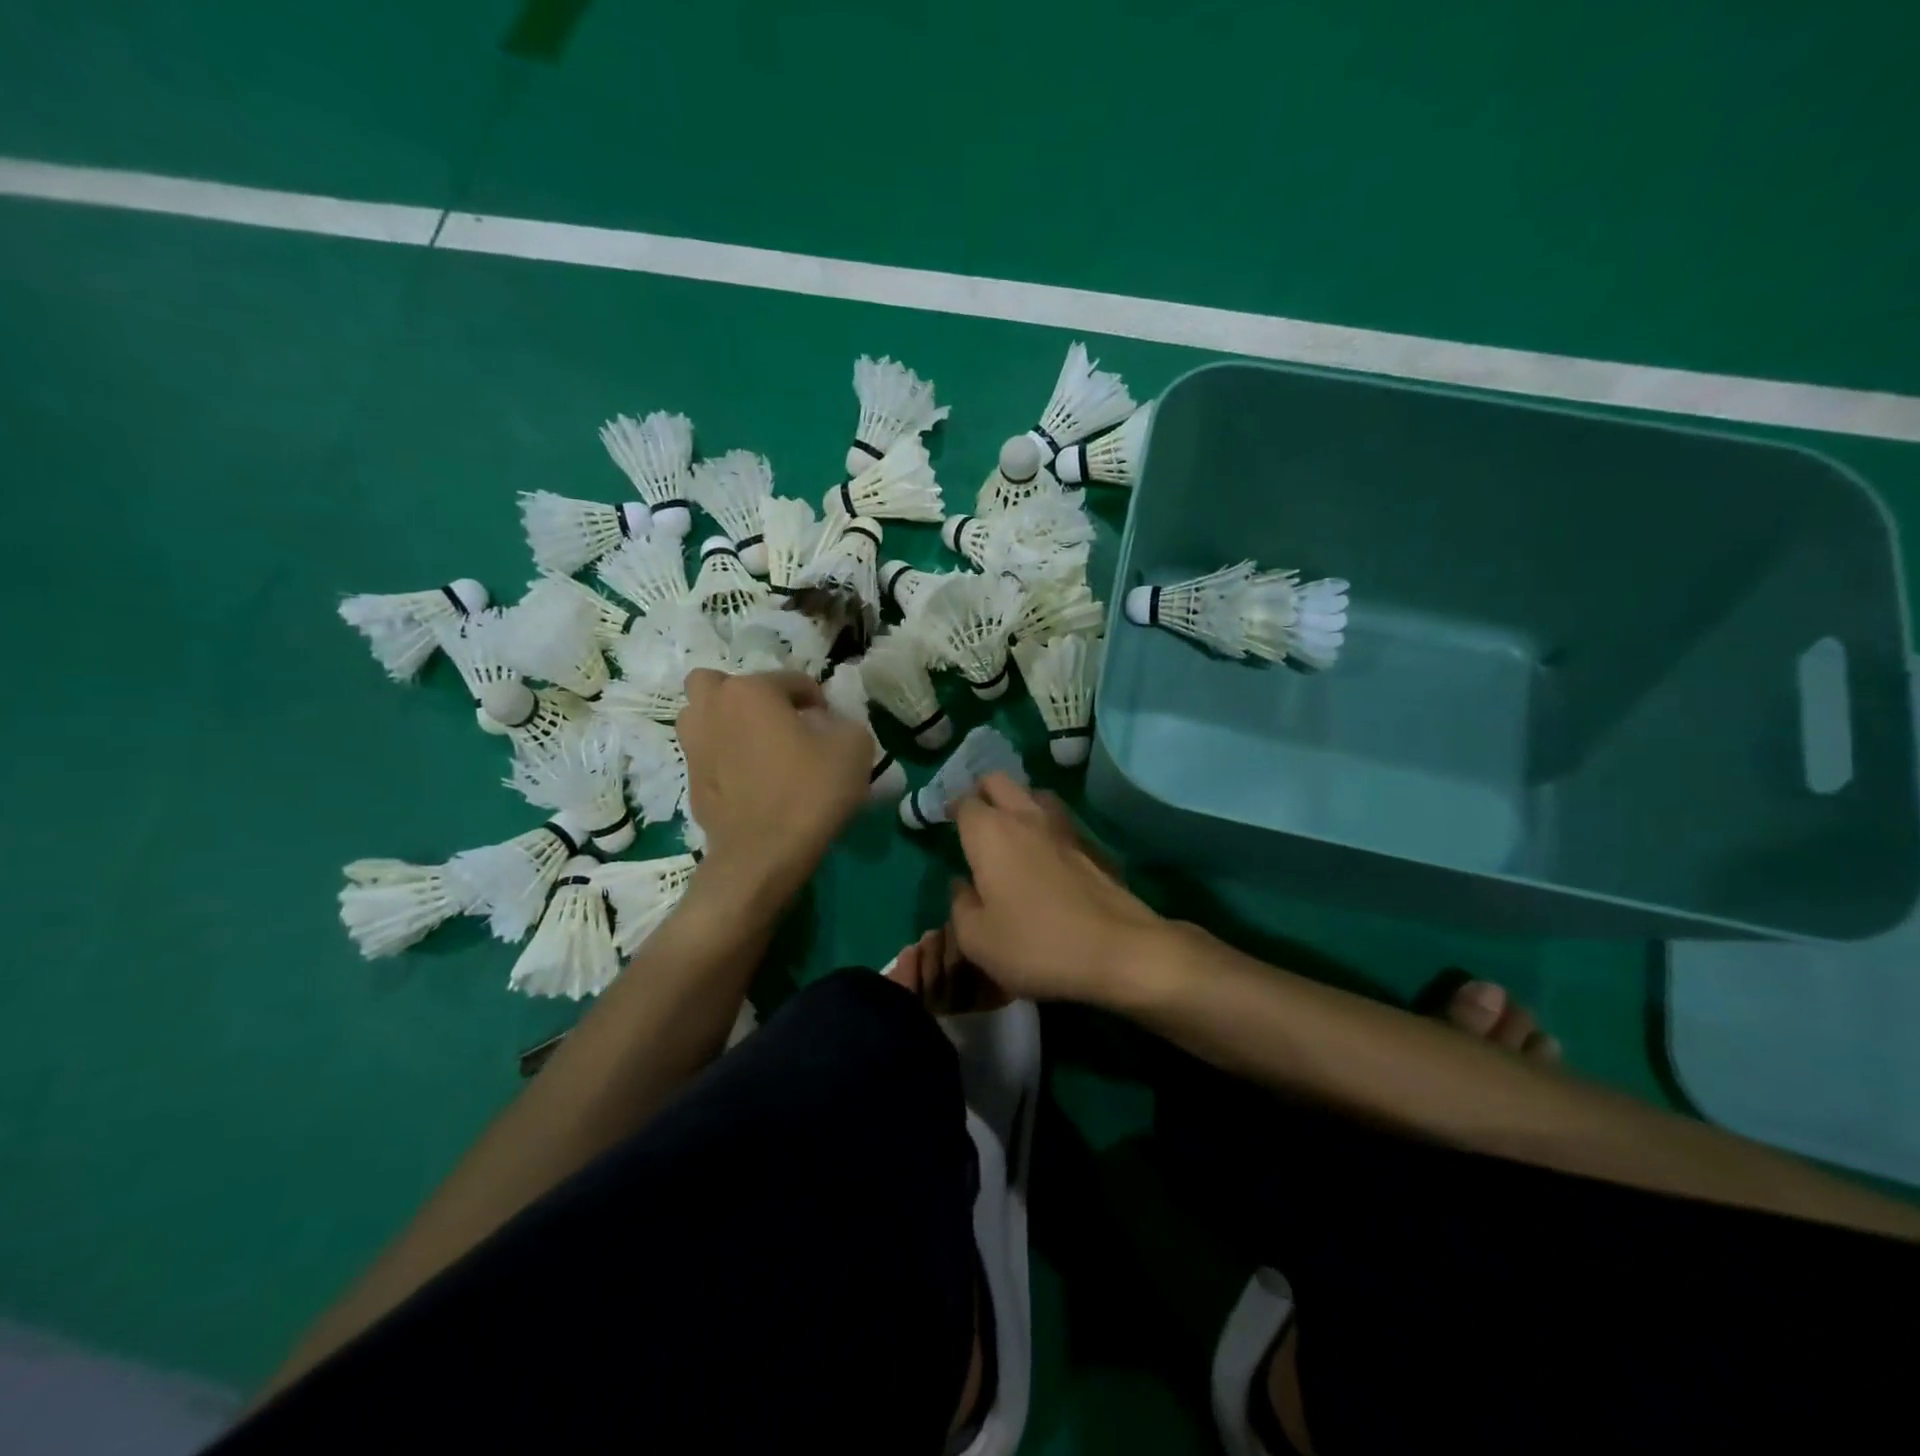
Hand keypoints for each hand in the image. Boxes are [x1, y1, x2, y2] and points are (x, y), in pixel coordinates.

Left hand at [677, 670, 871, 896]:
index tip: (830, 728)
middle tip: (777, 723)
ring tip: (759, 750)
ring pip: (704, 717)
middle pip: (723, 685)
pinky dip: (725, 759)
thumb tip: (827, 725)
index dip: (817, 702)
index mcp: (750, 690)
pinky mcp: (690, 781)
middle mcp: (712, 708)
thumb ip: (844, 722)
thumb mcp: (854, 747)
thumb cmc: (809, 791)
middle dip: (749, 697)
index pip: (791, 680)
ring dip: (727, 723)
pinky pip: (709, 754)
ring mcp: (693, 746)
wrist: (762, 855)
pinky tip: (751, 782)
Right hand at [948, 774, 1165, 1004]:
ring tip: (1011, 832)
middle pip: (998, 782)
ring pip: (1033, 794)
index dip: (952, 810)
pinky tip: (1046, 855)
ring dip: (1017, 803)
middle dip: (982, 793)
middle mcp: (1025, 816)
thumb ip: (960, 906)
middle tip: (975, 821)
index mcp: (990, 833)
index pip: (964, 802)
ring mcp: (1063, 826)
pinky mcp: (1092, 844)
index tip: (947, 825)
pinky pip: (1060, 820)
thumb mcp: (978, 939)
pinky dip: (1046, 825)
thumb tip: (962, 885)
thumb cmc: (1036, 944)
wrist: (1118, 949)